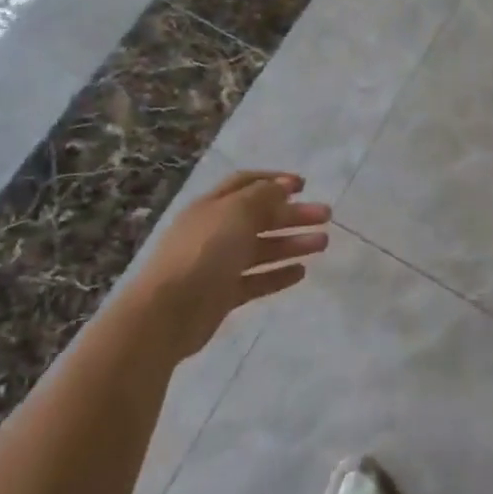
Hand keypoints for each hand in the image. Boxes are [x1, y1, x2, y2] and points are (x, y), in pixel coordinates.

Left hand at [135, 171, 329, 358]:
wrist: (167, 312)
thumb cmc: (203, 252)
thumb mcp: (236, 213)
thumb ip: (262, 197)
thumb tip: (281, 186)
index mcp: (213, 205)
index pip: (246, 184)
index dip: (274, 181)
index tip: (304, 186)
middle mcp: (215, 231)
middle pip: (259, 217)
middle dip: (293, 214)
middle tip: (325, 215)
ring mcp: (218, 264)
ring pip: (261, 249)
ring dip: (292, 243)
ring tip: (323, 244)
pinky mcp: (222, 295)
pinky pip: (256, 280)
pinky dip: (278, 275)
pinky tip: (301, 273)